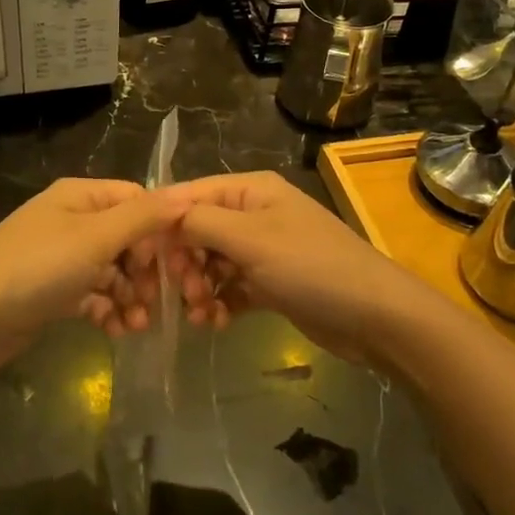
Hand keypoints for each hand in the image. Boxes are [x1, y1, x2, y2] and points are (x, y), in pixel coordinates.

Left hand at [0, 179, 185, 369]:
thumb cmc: (36, 268)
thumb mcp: (95, 238)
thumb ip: (144, 217)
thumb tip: (188, 196)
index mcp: (81, 196)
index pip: (138, 201)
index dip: (160, 231)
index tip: (174, 265)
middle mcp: (72, 219)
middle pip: (128, 238)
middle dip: (147, 270)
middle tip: (160, 303)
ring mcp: (61, 256)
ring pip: (113, 270)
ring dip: (131, 295)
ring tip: (138, 325)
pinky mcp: (53, 290)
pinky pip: (93, 293)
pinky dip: (108, 309)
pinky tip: (116, 331)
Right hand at [162, 172, 433, 365]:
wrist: (375, 316)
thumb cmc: (311, 266)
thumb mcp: (251, 238)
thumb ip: (201, 222)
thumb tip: (163, 217)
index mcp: (250, 191)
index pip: (190, 195)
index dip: (163, 223)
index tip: (139, 255)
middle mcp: (254, 214)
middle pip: (198, 231)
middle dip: (183, 261)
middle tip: (181, 293)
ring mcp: (264, 250)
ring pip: (212, 263)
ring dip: (198, 288)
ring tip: (199, 314)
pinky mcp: (271, 283)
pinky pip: (231, 287)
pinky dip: (219, 303)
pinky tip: (214, 323)